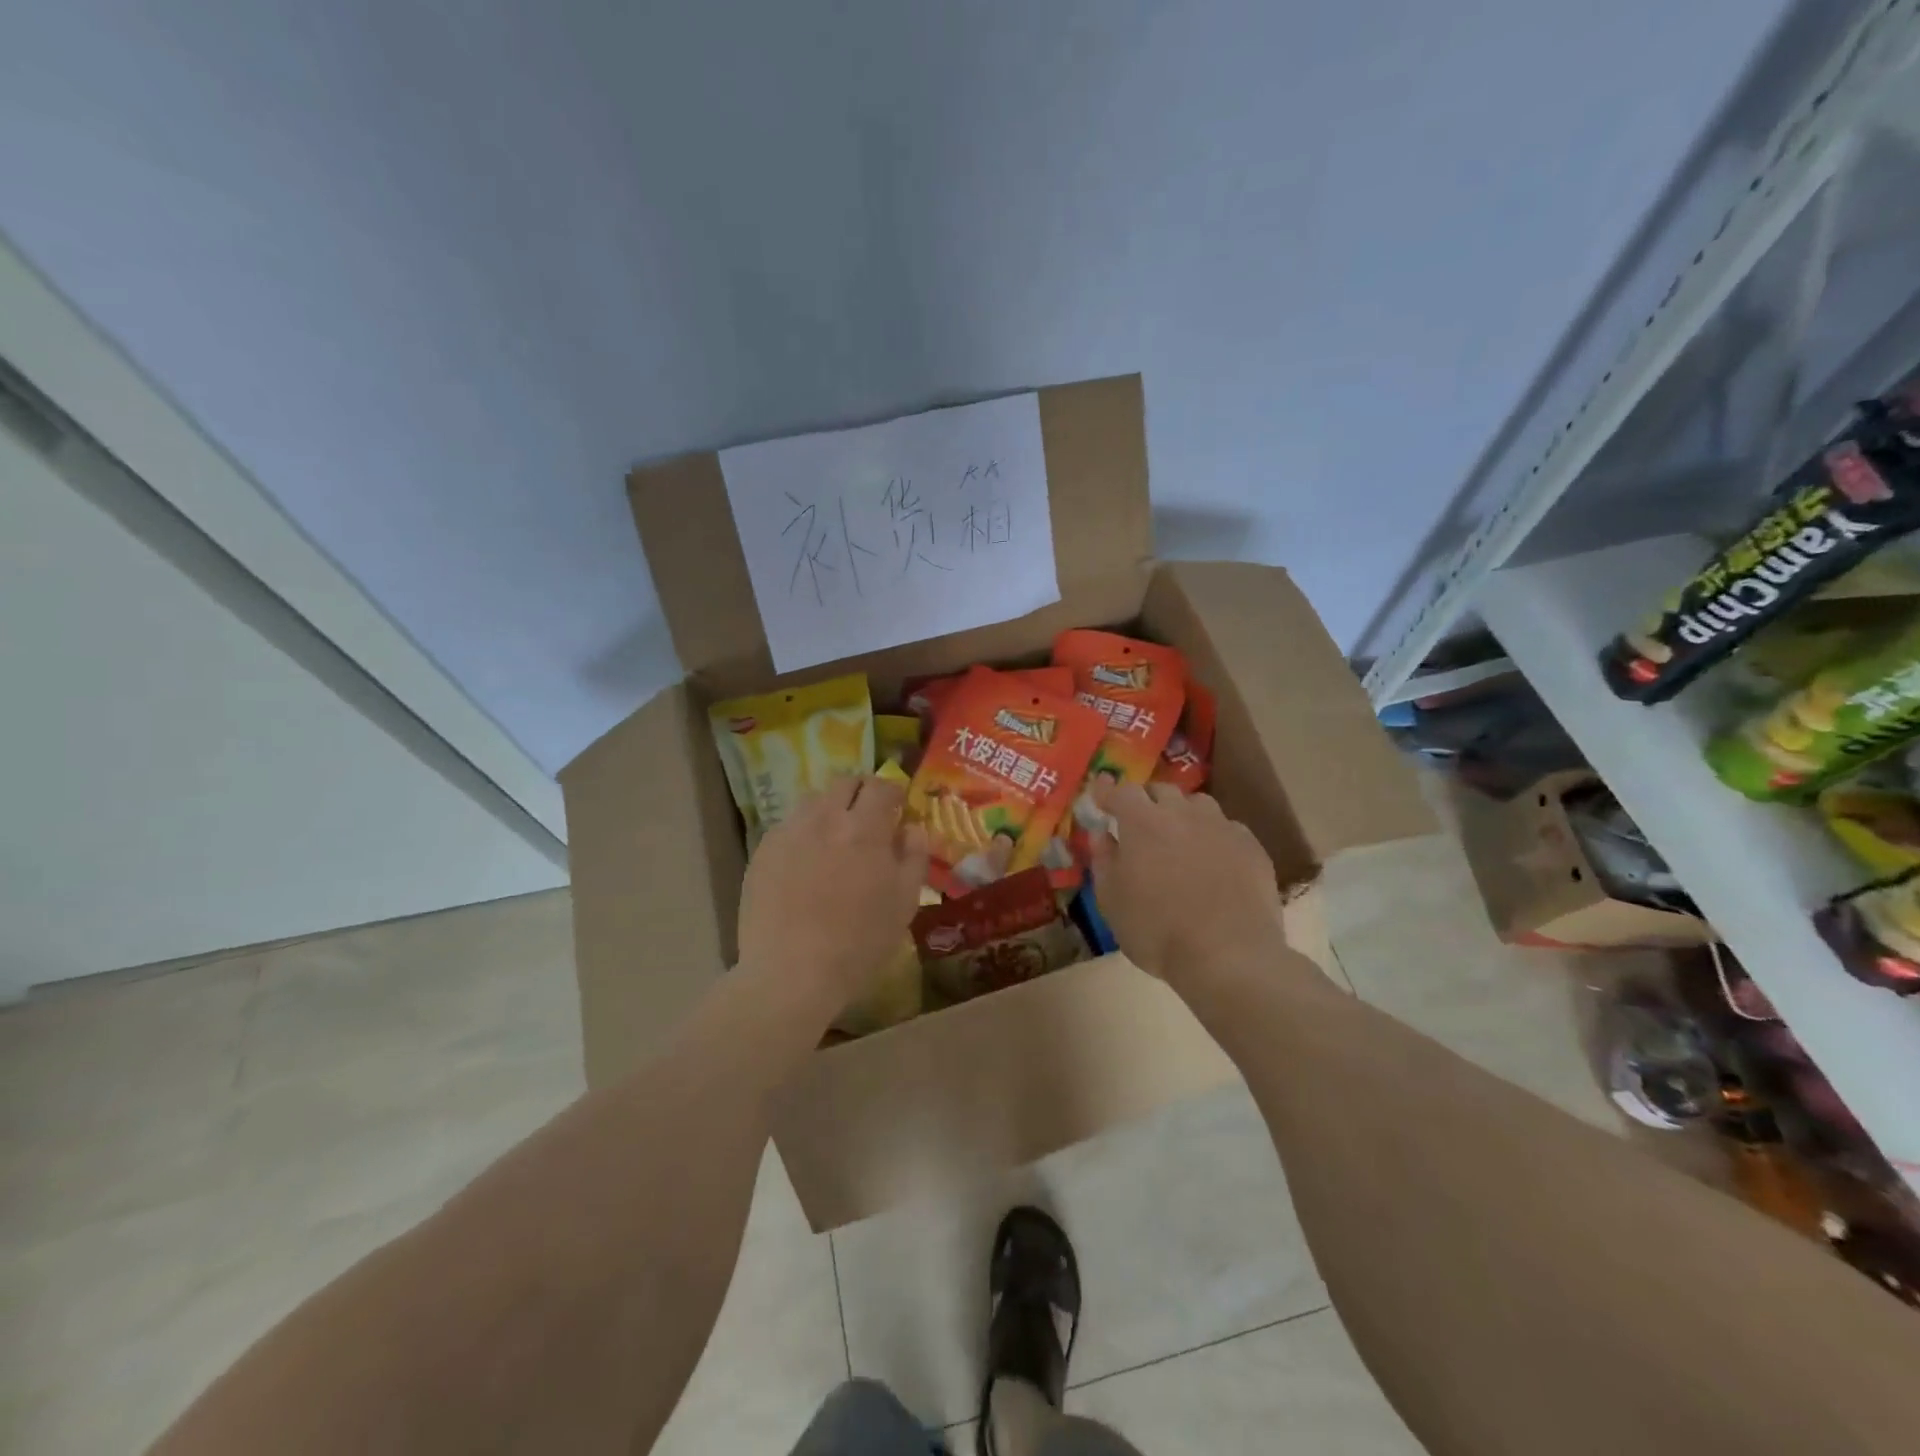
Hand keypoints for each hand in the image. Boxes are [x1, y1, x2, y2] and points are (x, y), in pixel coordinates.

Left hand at [737, 776, 929, 1006]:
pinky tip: (807, 862)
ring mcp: (789, 832)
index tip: (898, 806)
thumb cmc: (859, 942)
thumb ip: (914, 856)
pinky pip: (788, 826)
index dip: (893, 792)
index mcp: (864, 828)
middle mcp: (824, 819)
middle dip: (861, 792)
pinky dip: (804, 832)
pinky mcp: (763, 851)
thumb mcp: (904, 903)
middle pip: (844, 782)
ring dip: (831, 809)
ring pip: (813, 801)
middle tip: (869, 816)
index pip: (881, 786)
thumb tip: (911, 827)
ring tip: (835, 838)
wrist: (791, 973)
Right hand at [1086, 783, 1285, 985]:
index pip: (1121, 792)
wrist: (1229, 955)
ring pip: (1198, 805)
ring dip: (1182, 814)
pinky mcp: (1252, 847)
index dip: (1107, 791)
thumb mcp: (1112, 902)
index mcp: (1142, 823)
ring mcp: (1221, 827)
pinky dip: (1214, 837)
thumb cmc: (1157, 931)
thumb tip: (1102, 834)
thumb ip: (1104, 861)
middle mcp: (1182, 814)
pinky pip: (1227, 829)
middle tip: (1139, 823)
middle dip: (1146, 801)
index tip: (1100, 793)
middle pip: (1161, 791)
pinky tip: (1214, 861)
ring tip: (1179, 838)